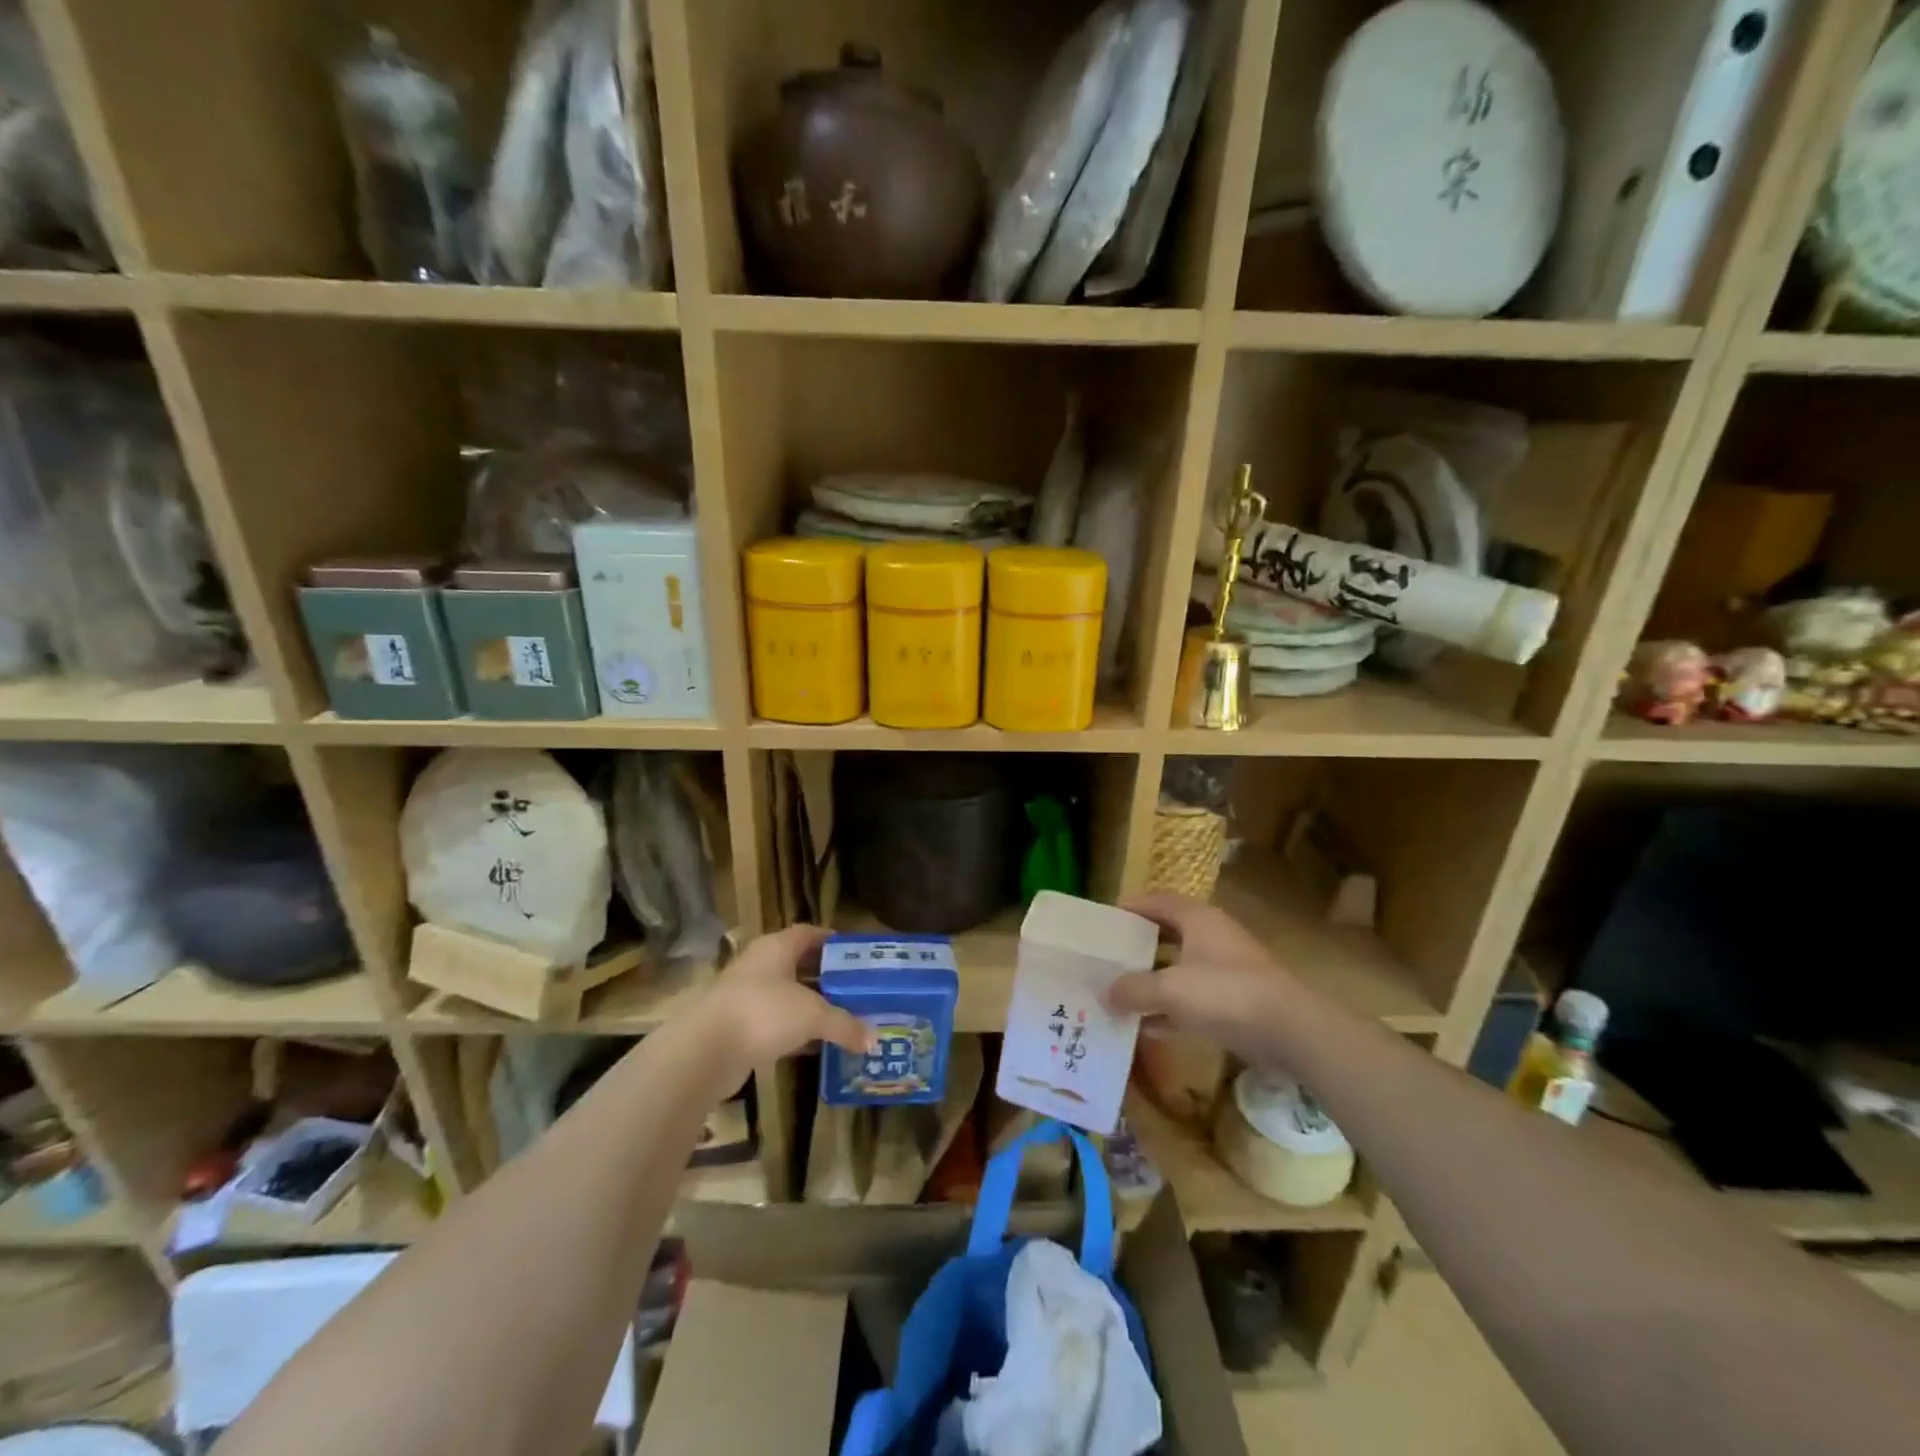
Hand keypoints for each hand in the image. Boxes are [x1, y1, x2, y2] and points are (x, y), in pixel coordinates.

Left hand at [692, 925, 874, 1076]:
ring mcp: (744, 996)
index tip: (854, 954)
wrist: (705, 1050)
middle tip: (854, 988)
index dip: (831, 941)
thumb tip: (873, 1039)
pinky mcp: (736, 1026)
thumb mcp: (813, 1015)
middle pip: (797, 964)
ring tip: (840, 1016)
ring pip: (785, 995)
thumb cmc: (764, 1012)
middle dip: (824, 976)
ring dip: (809, 1005)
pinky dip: (793, 1030)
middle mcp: (759, 965)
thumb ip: (844, 1024)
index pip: (808, 933)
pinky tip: (813, 1043)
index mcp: (776, 947)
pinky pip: (773, 1022)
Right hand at [1104, 892, 1305, 1060]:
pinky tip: (1143, 1028)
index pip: (1157, 901)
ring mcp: (1223, 972)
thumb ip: (1134, 989)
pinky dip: (1167, 1011)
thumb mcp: (1171, 989)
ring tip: (1116, 993)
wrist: (1291, 1032)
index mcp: (1197, 919)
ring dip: (1150, 981)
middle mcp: (1210, 938)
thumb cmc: (1226, 993)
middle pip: (1166, 935)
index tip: (1103, 921)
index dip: (1130, 907)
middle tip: (1106, 958)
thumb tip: (1105, 993)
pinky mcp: (1232, 1004)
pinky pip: (1190, 1002)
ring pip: (1177, 970)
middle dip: (1137, 947)